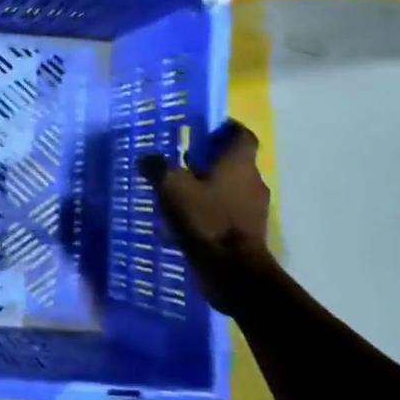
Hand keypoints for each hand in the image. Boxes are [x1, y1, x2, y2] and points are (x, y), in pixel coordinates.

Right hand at [137, 121, 273, 293]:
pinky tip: (188, 219)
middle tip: (181, 161)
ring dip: (210, 186)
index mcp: (239, 163)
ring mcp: (253, 208)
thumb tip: (146, 158)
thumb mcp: (172, 188)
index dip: (224, 129)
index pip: (240, 134)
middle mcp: (252, 180)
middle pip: (234, 161)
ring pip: (230, 187)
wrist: (233, 271)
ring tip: (180, 192)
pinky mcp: (248, 232)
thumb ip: (157, 168)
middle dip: (210, 159)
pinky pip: (228, 212)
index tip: (203, 130)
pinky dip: (211, 210)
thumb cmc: (206, 220)